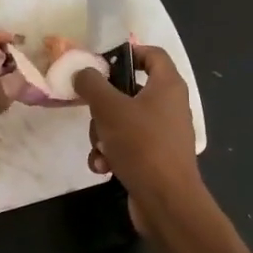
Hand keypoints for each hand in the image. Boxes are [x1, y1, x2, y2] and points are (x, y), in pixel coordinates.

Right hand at [75, 45, 204, 232]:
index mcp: (167, 86)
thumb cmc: (142, 145)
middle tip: (93, 115)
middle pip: (129, 92)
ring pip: (122, 122)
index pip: (152, 54)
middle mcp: (169, 106)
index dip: (128, 53)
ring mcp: (163, 134)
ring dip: (103, 135)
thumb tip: (82, 71)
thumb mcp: (110, 109)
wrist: (165, 200)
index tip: (101, 63)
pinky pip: (126, 147)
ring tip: (100, 150)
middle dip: (103, 107)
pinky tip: (104, 167)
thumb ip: (92, 84)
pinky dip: (112, 154)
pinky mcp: (154, 158)